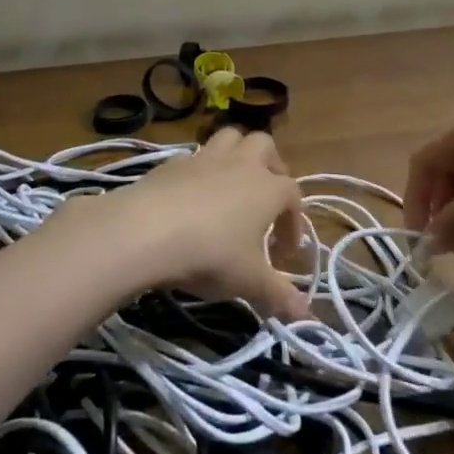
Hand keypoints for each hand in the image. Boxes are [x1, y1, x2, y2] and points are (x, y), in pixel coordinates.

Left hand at [60, 126, 309, 321]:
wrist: (146, 230)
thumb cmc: (211, 254)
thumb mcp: (249, 282)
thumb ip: (279, 296)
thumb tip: (307, 316)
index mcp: (268, 188)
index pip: (293, 196)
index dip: (294, 223)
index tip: (284, 254)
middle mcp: (242, 163)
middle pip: (265, 147)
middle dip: (271, 167)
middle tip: (265, 200)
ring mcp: (206, 157)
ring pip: (231, 137)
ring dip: (237, 154)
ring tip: (232, 184)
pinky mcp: (173, 161)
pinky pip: (195, 155)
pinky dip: (201, 170)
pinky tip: (192, 197)